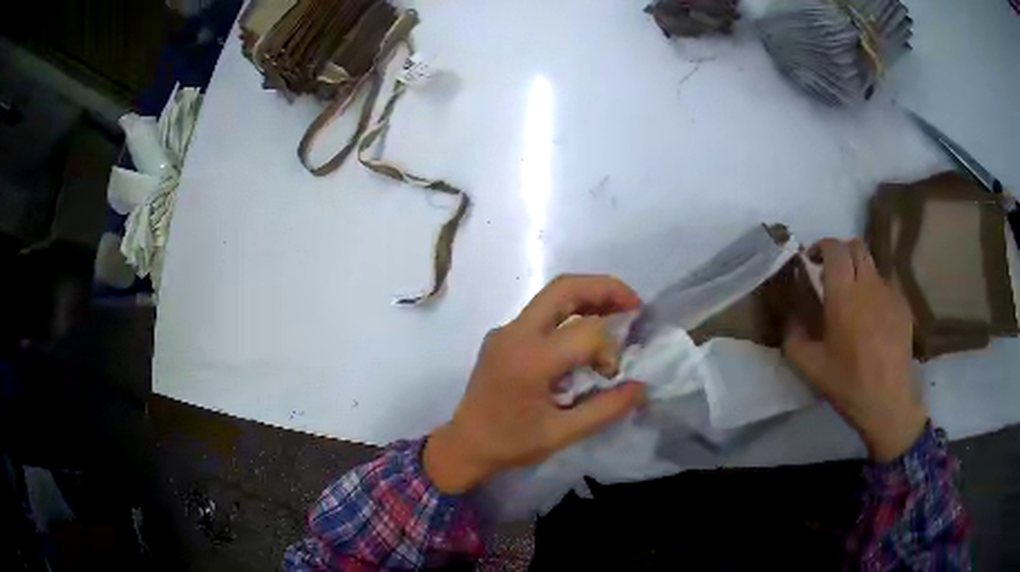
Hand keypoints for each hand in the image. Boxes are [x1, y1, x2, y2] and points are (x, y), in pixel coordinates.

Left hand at [424, 275, 646, 493]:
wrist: (463, 445)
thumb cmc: (510, 444)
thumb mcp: (562, 434)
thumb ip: (605, 409)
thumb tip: (640, 386)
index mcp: (529, 360)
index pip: (585, 332)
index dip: (610, 348)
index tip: (612, 375)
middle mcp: (514, 333)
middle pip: (564, 288)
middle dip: (604, 288)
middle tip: (633, 304)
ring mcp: (505, 331)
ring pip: (551, 295)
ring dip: (588, 296)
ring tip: (618, 311)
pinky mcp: (502, 336)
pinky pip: (541, 312)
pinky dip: (570, 312)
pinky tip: (585, 334)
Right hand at [783, 239, 927, 461]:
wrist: (888, 403)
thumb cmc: (847, 385)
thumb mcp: (810, 368)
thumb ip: (793, 338)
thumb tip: (791, 316)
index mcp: (843, 297)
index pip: (834, 249)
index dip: (821, 246)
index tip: (812, 260)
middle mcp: (868, 286)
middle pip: (856, 246)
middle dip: (841, 252)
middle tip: (831, 272)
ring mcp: (889, 293)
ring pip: (872, 264)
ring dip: (859, 271)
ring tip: (854, 297)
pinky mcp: (903, 306)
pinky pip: (886, 285)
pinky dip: (875, 290)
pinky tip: (873, 317)